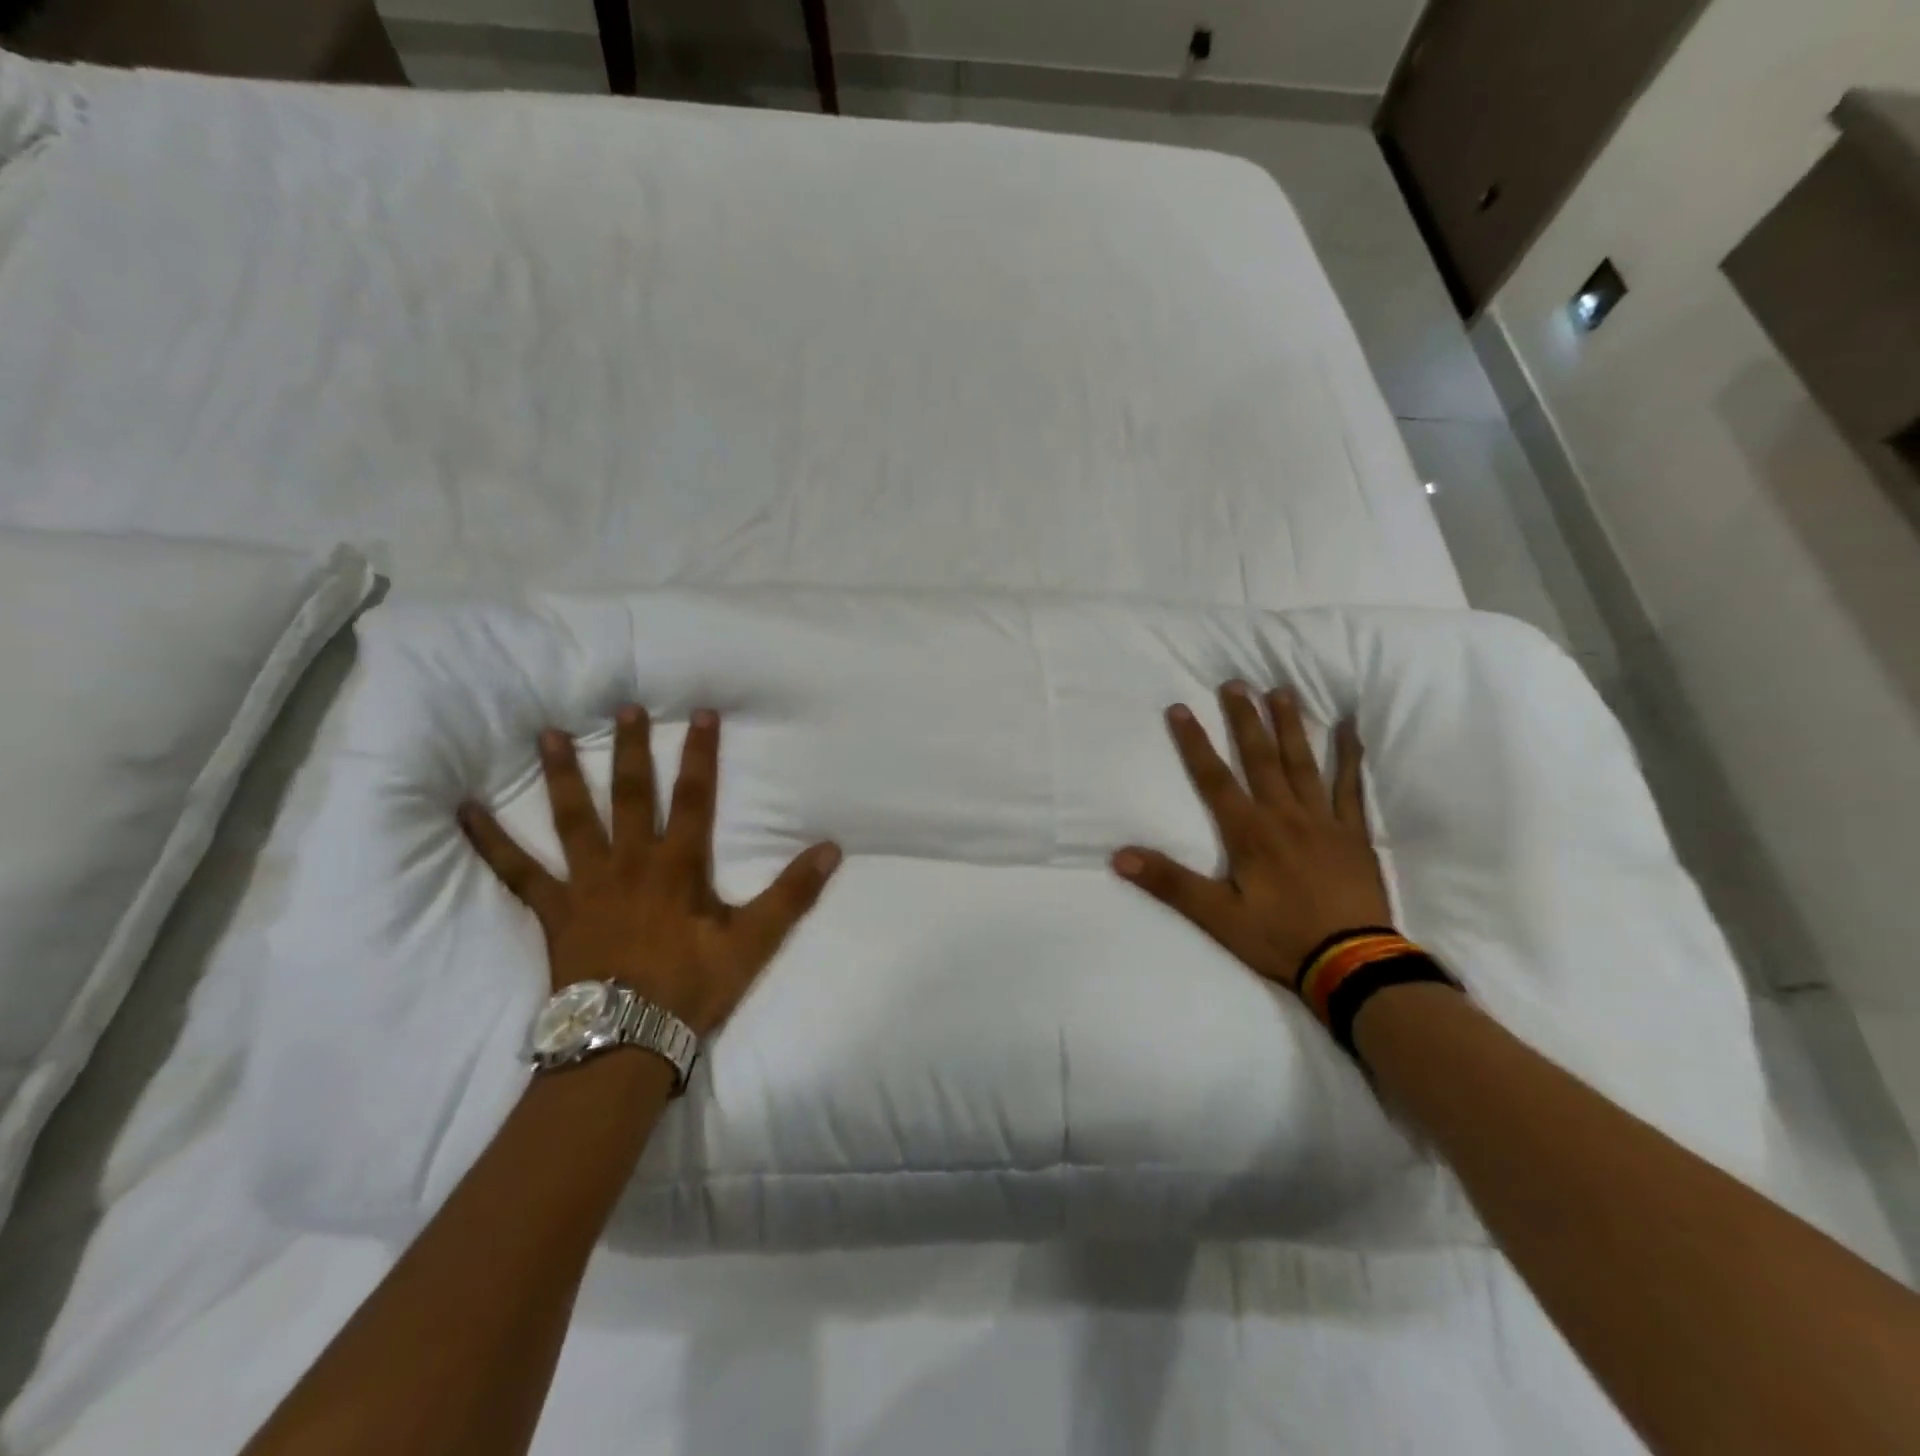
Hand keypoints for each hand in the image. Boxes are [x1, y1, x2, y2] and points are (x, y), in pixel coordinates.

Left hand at [458, 706, 840, 1035]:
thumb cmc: (692, 986)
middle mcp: (631, 861)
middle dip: (632, 748)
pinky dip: (490, 841)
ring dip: (564, 774)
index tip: (700, 713)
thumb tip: (832, 849)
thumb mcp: (754, 941)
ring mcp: (587, 883)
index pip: (694, 797)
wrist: (627, 1040)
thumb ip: (793, 893)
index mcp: (678, 865)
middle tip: (623, 706)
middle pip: (632, 794)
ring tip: (549, 733)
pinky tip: (464, 811)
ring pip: (573, 818)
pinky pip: (516, 871)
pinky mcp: (554, 909)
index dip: (700, 754)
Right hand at [1112, 681, 1391, 990]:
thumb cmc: (1280, 938)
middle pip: (1260, 758)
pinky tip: (1350, 728)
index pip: (1213, 778)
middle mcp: (1283, 815)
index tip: (1179, 708)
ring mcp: (1322, 820)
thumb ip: (1170, 882)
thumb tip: (1119, 856)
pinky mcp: (1353, 833)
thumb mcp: (1216, 916)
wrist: (1353, 964)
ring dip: (1290, 725)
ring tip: (1282, 690)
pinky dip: (1350, 756)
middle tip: (1235, 683)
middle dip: (1245, 719)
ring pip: (1303, 762)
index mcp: (1248, 832)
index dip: (1194, 742)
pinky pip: (1350, 786)